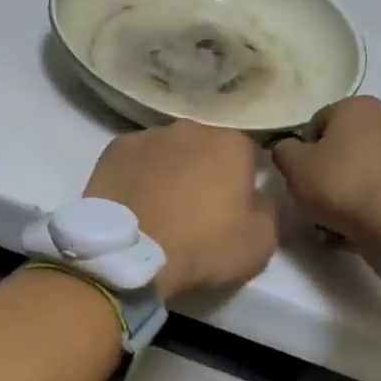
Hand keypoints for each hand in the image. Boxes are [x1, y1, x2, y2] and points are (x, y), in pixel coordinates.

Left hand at [84, 121, 277, 301]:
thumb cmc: (204, 245)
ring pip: (168, 150)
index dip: (242, 179)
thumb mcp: (261, 241)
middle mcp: (190, 127)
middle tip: (196, 205)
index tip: (234, 204)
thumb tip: (256, 196)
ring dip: (169, 169)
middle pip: (204, 146)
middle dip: (203, 169)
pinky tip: (134, 200)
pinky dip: (137, 174)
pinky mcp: (114, 149)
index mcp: (231, 142)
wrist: (132, 253)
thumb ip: (266, 209)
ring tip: (160, 205)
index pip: (246, 152)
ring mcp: (147, 135)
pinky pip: (135, 160)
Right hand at [272, 96, 380, 279]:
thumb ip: (283, 151)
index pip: (316, 123)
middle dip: (326, 173)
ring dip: (345, 194)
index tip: (298, 176)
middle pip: (342, 148)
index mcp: (358, 106)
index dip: (301, 151)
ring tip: (331, 224)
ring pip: (362, 172)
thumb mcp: (294, 166)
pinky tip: (355, 231)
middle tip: (313, 199)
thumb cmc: (343, 185)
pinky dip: (368, 207)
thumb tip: (288, 150)